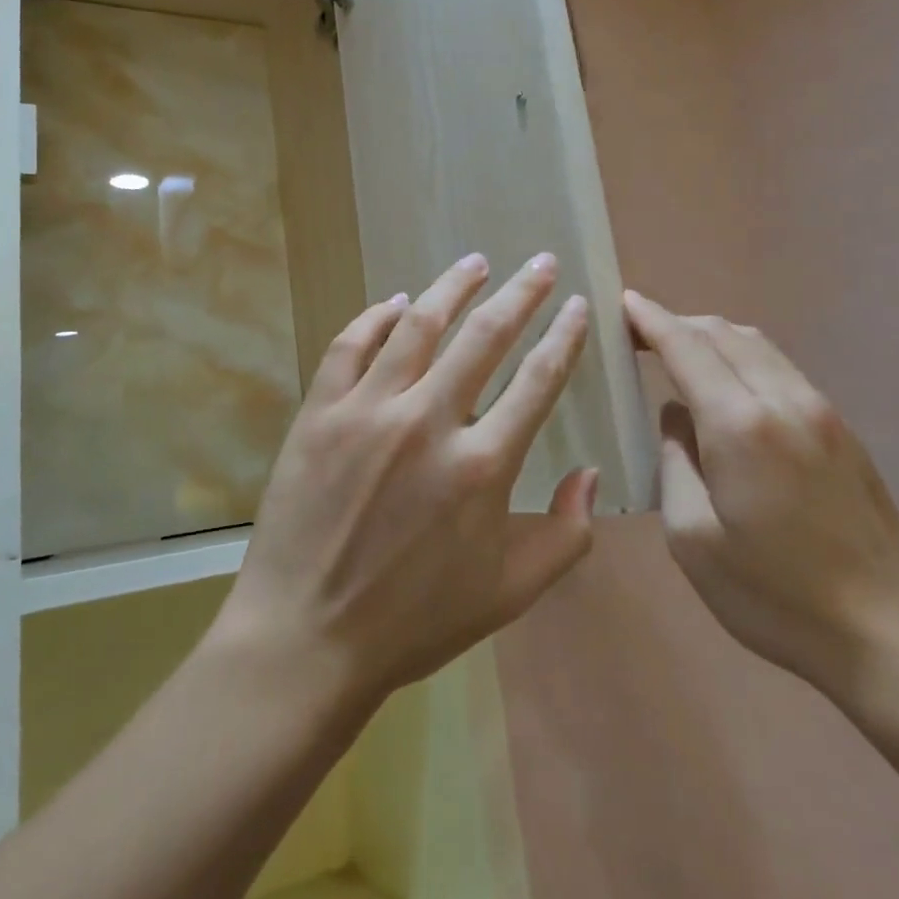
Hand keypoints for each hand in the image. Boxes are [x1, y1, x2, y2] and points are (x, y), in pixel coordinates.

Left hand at [213, 253, 598, 714]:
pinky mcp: (320, 412)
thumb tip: (591, 474)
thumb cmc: (415, 621)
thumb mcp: (509, 592)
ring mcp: (368, 410)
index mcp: (482, 465)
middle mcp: (428, 421)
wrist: (307, 637)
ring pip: (418, 324)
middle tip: (540, 263)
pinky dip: (376, 317)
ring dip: (452, 287)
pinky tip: (395, 303)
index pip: (538, 379)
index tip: (578, 305)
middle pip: (485, 335)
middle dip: (521, 292)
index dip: (564, 335)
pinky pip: (351, 345)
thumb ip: (566, 535)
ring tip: (474, 262)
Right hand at [624, 290, 898, 701]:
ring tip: (678, 353)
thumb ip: (675, 463)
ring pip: (758, 345)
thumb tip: (677, 418)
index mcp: (741, 426)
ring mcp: (822, 412)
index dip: (650, 319)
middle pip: (724, 334)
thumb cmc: (774, 595)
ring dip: (712, 337)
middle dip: (677, 323)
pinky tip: (726, 388)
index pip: (687, 347)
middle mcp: (785, 401)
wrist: (890, 636)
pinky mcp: (843, 431)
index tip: (621, 303)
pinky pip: (781, 369)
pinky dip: (742, 358)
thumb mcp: (692, 538)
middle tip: (638, 333)